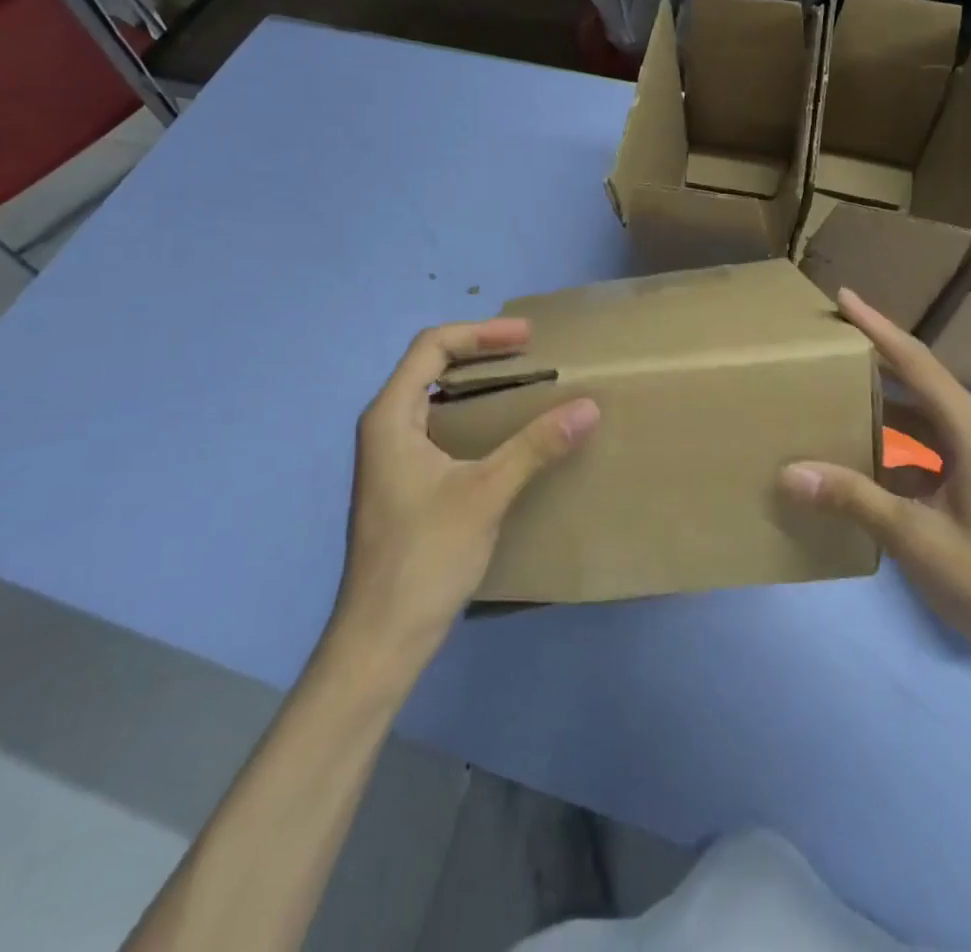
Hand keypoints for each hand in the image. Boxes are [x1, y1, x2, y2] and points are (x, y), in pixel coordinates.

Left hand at [334, 319, 599, 661]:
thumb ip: (535, 446)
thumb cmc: (425, 556)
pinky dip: (475, 418)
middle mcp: (386, 427)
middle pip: (431, 367)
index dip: (480, 332)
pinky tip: (506, 435)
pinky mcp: (406, 484)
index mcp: (390, 416)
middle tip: (531, 354)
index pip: (432, 347)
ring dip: (479, 386)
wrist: (381, 639)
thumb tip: (589, 407)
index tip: (527, 337)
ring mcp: (393, 458)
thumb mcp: (485, 493)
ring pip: (436, 400)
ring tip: (525, 385)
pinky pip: (441, 430)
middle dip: (482, 353)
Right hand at [780, 290, 970, 679]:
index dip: (877, 327)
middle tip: (827, 340)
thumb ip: (854, 498)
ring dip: (882, 402)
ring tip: (832, 389)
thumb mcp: (918, 538)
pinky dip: (892, 441)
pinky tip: (858, 452)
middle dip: (875, 357)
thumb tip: (790, 471)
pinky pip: (926, 445)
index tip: (843, 297)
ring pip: (922, 415)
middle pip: (919, 380)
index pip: (916, 363)